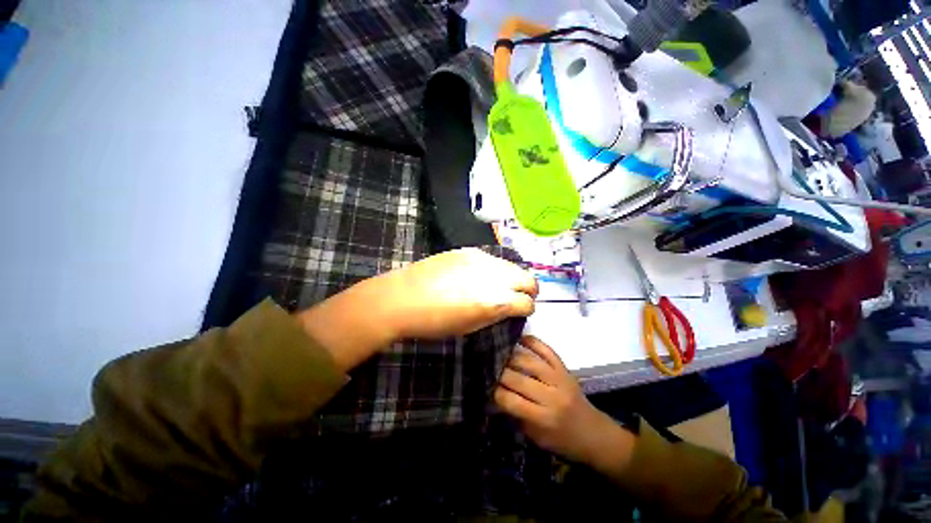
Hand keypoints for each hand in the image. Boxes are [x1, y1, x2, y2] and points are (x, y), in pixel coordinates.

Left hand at [297, 249, 536, 372]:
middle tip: (517, 297)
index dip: (527, 309)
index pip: (528, 303)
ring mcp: (482, 259)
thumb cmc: (435, 322)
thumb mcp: (471, 327)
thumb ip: (496, 314)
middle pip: (529, 279)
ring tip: (497, 285)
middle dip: (528, 290)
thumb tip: (508, 306)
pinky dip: (492, 268)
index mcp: (497, 301)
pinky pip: (491, 258)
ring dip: (511, 276)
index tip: (520, 312)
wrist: (403, 297)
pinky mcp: (468, 250)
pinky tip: (478, 274)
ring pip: (512, 265)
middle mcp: (496, 276)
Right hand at [494, 336, 634, 471]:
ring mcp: (559, 378)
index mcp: (543, 418)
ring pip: (528, 360)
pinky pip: (546, 349)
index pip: (510, 400)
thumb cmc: (563, 441)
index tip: (484, 386)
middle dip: (498, 372)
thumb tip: (494, 395)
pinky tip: (519, 338)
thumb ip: (516, 415)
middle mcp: (551, 395)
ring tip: (498, 352)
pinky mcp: (564, 368)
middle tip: (486, 367)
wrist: (595, 434)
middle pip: (517, 378)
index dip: (494, 392)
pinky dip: (532, 341)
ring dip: (510, 355)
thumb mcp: (536, 437)